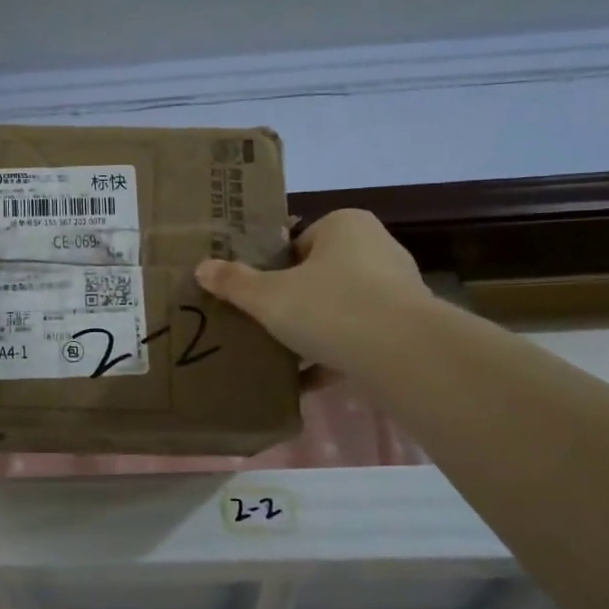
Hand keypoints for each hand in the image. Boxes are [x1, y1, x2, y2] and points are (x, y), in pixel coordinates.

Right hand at [194, 210, 432, 369]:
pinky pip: (358, 339)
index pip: (299, 241)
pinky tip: (304, 382)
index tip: (255, 293)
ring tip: (279, 353)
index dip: (274, 267)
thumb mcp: (268, 296)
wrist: (403, 355)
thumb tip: (202, 267)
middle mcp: (376, 250)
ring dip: (313, 331)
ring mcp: (396, 291)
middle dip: (293, 300)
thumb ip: (235, 282)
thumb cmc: (330, 307)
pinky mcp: (406, 330)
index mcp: (345, 226)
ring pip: (340, 309)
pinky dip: (333, 357)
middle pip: (320, 274)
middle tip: (263, 321)